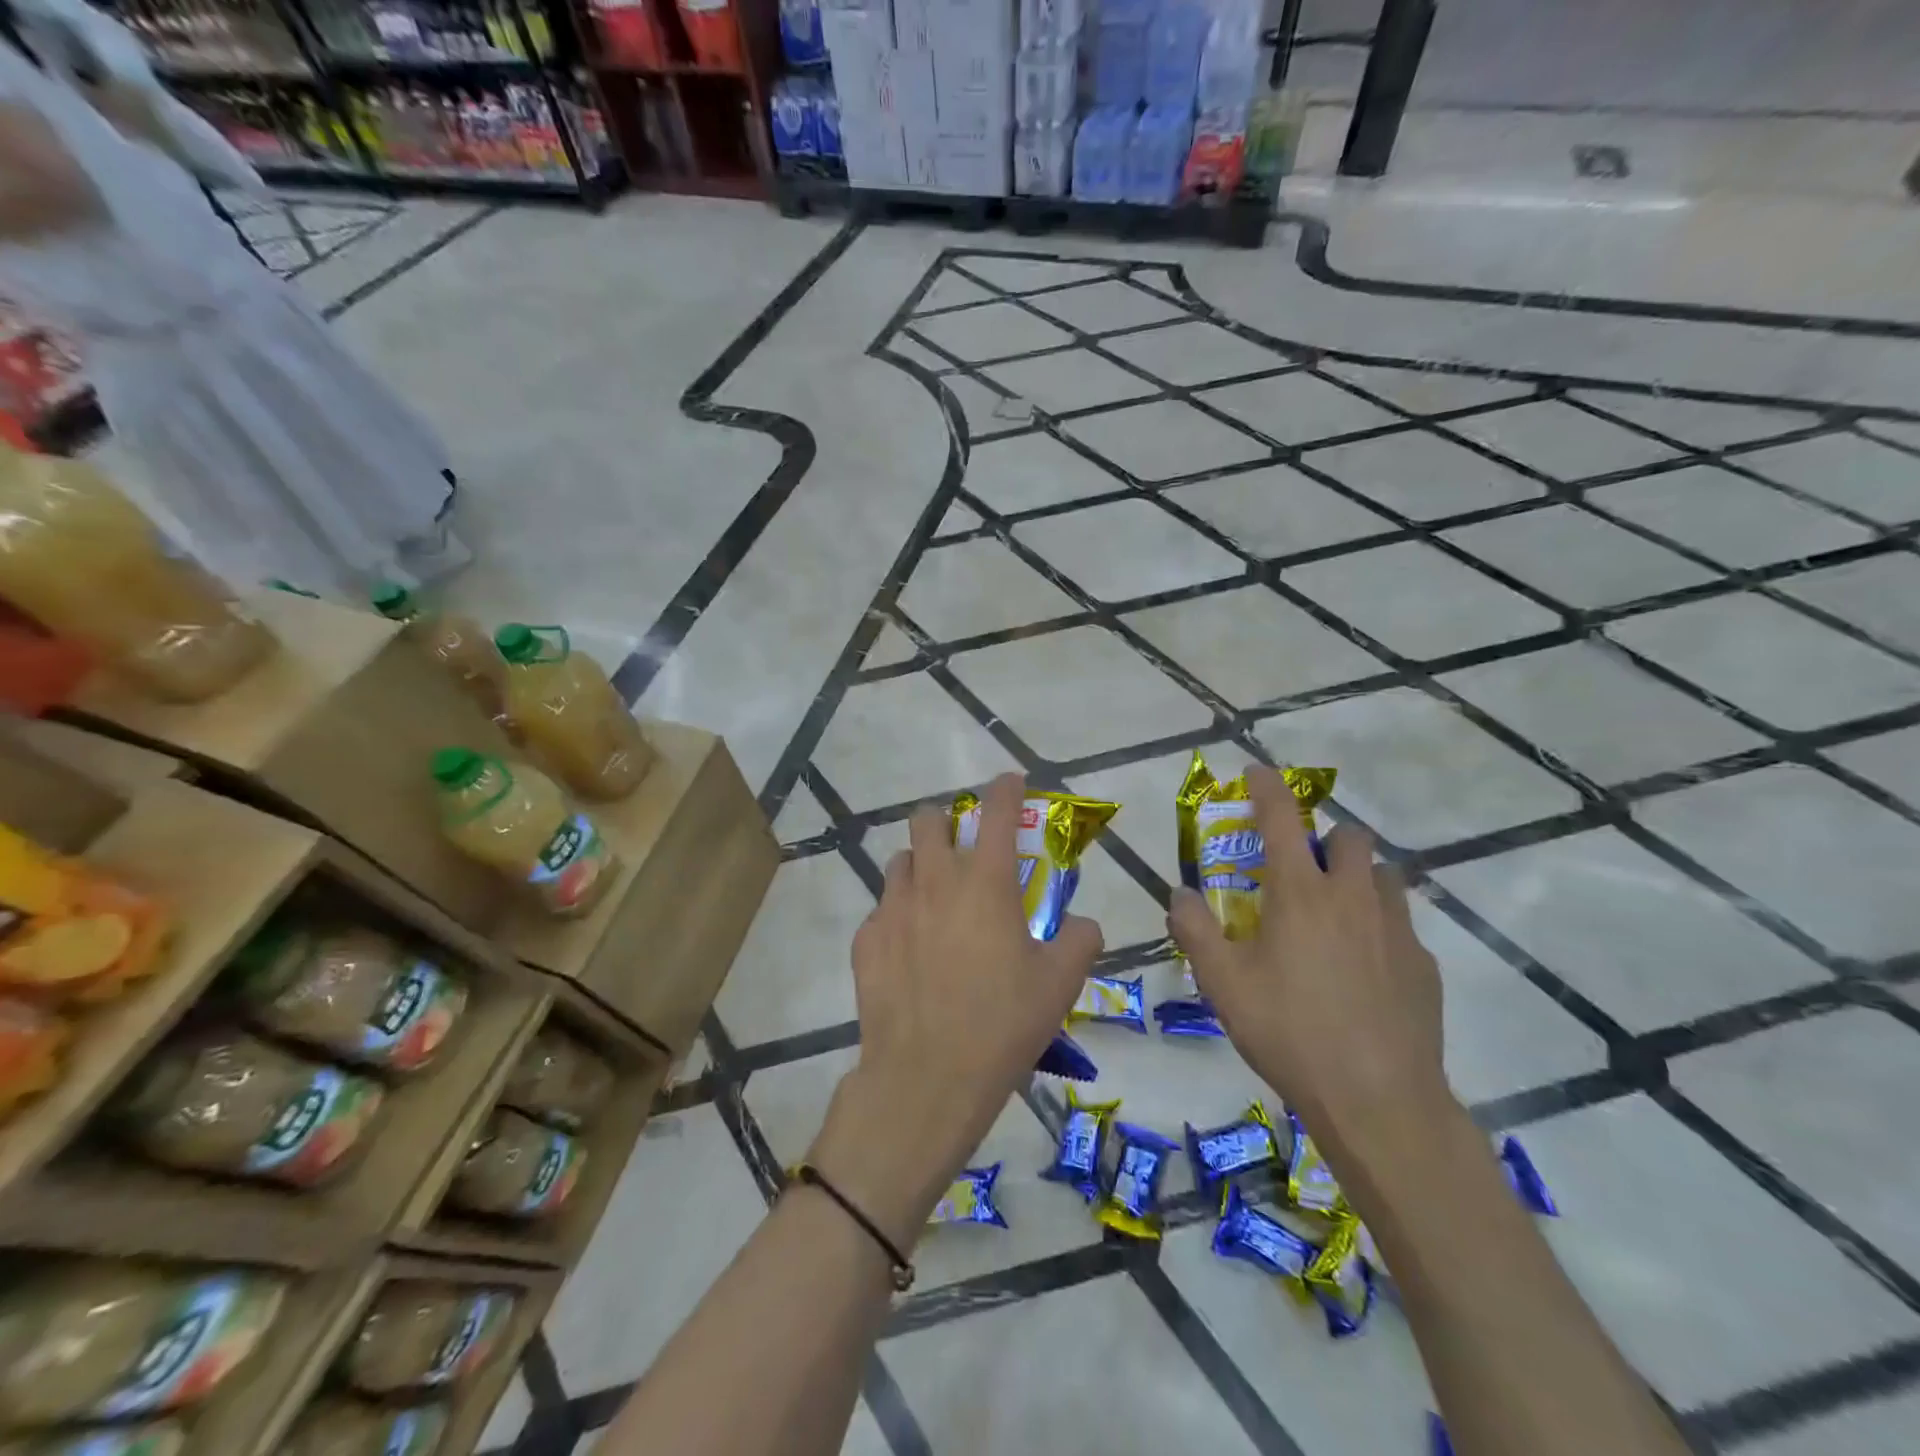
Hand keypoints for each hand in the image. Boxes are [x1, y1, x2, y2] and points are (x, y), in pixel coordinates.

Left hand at [808, 773, 1102, 1248]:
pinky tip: (910, 950)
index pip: (997, 812)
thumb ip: (1079, 940)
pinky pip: (881, 910)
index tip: (1011, 782)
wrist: (927, 1077)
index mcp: (985, 882)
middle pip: (927, 819)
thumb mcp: (1060, 983)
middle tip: (964, 850)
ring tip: (936, 899)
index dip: (1006, 788)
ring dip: (920, 866)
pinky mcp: (866, 940)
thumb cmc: (1002, 1023)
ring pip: (900, 860)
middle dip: (946, 822)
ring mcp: (893, 908)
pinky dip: (899, 916)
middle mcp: (935, 881)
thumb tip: (1083, 924)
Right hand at [1167, 765, 1450, 1152]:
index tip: (1256, 772)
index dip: (1266, 788)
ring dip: (1357, 876)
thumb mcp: (1222, 983)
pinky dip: (1379, 925)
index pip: (1281, 819)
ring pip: (1383, 875)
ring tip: (1334, 912)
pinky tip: (1363, 968)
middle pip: (1348, 836)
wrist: (1379, 1100)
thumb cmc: (1289, 1031)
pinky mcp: (1424, 964)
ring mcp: (1397, 928)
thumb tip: (1179, 894)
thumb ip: (1194, 930)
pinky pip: (1401, 923)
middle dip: (1323, 838)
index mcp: (1300, 893)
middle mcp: (1353, 896)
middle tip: (1299, 869)